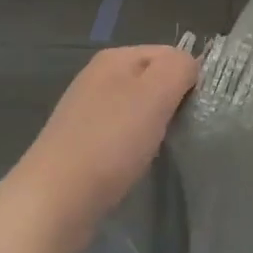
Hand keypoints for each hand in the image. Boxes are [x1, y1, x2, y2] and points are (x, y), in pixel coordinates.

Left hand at [6, 46, 199, 252]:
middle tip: (185, 130)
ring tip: (163, 148)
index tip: (198, 109)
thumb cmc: (110, 142)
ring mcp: (87, 112)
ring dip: (155, 127)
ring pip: (138, 110)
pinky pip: (122, 135)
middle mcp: (98, 78)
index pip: (170, 53)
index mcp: (114, 58)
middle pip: (153, 80)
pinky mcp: (82, 144)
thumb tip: (190, 66)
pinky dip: (135, 147)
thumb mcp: (154, 93)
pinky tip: (138, 164)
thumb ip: (179, 67)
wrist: (55, 200)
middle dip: (173, 103)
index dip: (189, 77)